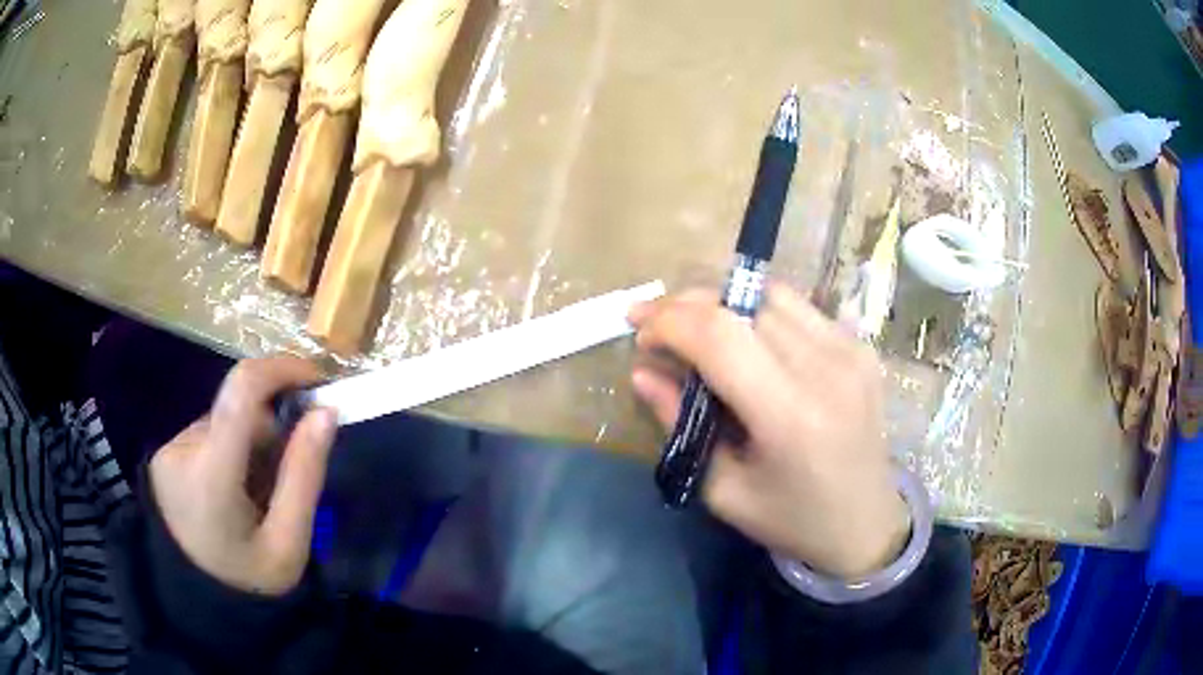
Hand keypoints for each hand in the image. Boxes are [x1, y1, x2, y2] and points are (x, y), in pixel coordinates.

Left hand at [150, 357, 337, 595]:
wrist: (198, 604)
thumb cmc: (249, 582)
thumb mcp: (289, 543)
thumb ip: (305, 475)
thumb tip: (326, 412)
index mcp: (211, 474)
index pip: (241, 390)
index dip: (282, 369)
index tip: (318, 382)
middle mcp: (181, 449)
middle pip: (238, 412)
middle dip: (272, 432)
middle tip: (286, 481)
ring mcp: (168, 450)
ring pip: (224, 423)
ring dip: (251, 446)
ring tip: (256, 496)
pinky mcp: (164, 454)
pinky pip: (209, 435)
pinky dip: (231, 453)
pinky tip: (234, 493)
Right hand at [629, 284, 909, 579]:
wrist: (866, 523)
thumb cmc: (792, 520)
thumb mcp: (723, 489)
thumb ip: (680, 424)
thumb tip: (642, 373)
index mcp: (790, 415)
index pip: (719, 336)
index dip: (669, 322)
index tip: (639, 333)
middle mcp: (826, 369)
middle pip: (742, 304)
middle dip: (686, 305)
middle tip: (654, 322)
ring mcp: (851, 351)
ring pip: (770, 295)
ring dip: (723, 301)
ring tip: (694, 324)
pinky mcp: (862, 347)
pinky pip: (798, 308)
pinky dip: (759, 311)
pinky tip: (743, 335)